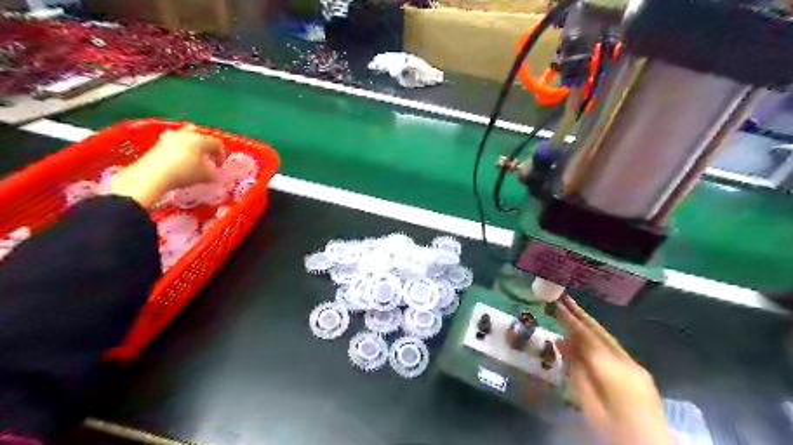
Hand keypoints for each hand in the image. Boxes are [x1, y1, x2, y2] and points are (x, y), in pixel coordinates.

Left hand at [110, 124, 223, 207]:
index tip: (219, 166)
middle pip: (199, 133)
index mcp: (201, 140)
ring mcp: (170, 137)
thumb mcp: (204, 176)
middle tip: (206, 155)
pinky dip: (177, 147)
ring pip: (183, 134)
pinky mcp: (158, 143)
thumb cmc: (184, 173)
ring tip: (191, 155)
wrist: (153, 175)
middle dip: (204, 143)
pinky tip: (177, 158)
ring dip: (189, 142)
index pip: (217, 143)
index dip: (221, 154)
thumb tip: (216, 176)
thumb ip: (213, 174)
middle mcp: (186, 135)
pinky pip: (172, 141)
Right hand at [553, 295, 671, 444]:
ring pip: (608, 339)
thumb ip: (576, 370)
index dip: (570, 319)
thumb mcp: (588, 403)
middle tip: (564, 298)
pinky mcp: (640, 375)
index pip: (585, 336)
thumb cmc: (614, 431)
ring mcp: (636, 367)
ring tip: (572, 312)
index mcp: (611, 369)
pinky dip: (598, 338)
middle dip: (580, 314)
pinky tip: (588, 338)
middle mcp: (626, 362)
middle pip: (599, 332)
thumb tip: (561, 342)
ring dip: (589, 324)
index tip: (556, 304)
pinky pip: (614, 349)